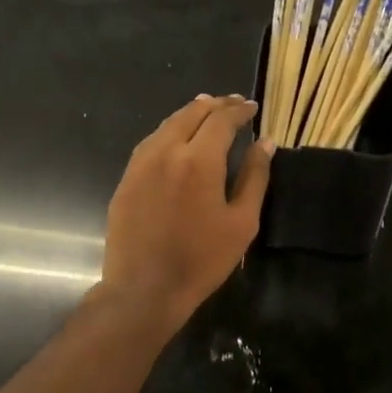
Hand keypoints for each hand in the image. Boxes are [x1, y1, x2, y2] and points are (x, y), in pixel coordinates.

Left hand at [101, 94, 271, 330]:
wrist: (144, 289)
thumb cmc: (201, 260)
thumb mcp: (241, 222)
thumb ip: (254, 177)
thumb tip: (266, 142)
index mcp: (198, 159)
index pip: (221, 120)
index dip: (239, 110)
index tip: (253, 107)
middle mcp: (166, 151)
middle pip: (191, 114)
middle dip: (215, 105)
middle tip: (233, 103)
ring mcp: (140, 164)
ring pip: (167, 125)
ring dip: (190, 114)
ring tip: (206, 111)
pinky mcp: (126, 179)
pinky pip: (150, 143)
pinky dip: (169, 132)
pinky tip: (177, 138)